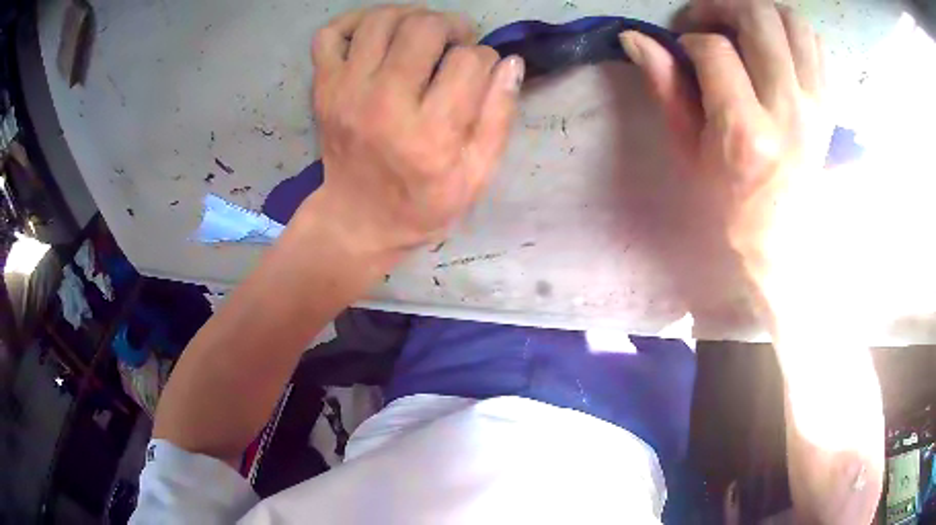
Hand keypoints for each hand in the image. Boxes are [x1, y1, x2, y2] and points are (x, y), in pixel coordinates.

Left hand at [305, 6, 524, 255]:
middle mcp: (383, 105)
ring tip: (422, 35)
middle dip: (452, 26)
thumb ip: (499, 118)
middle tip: (455, 43)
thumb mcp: (476, 176)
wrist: (357, 218)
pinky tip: (378, 34)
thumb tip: (511, 62)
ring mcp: (345, 93)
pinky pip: (331, 33)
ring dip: (411, 16)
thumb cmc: (423, 203)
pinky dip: (356, 21)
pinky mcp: (323, 88)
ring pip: (381, 19)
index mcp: (429, 135)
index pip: (469, 61)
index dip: (485, 58)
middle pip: (424, 27)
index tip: (480, 71)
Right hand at [620, 0, 832, 313]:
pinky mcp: (828, 105)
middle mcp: (787, 111)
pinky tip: (773, 42)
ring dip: (760, 11)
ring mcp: (815, 106)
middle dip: (722, 7)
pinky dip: (791, 29)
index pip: (714, 50)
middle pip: (758, 20)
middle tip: (706, 21)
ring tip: (740, 25)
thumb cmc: (728, 200)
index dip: (690, 39)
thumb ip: (665, 87)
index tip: (683, 48)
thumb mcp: (688, 150)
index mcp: (745, 131)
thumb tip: (634, 38)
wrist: (778, 238)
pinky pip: (814, 43)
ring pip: (792, 21)